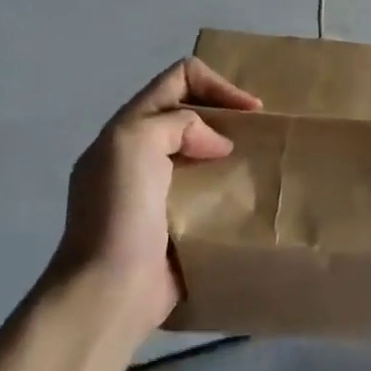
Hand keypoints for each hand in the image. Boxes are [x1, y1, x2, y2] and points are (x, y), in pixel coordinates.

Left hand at [51, 58, 260, 332]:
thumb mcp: (135, 142)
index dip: (217, 85)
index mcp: (128, 129)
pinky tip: (250, 198)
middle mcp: (142, 153)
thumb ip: (177, 123)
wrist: (109, 291)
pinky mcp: (177, 224)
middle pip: (192, 114)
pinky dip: (231, 187)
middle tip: (261, 134)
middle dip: (228, 116)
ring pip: (204, 152)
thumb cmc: (120, 212)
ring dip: (233, 153)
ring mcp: (158, 191)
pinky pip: (210, 192)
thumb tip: (217, 144)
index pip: (177, 80)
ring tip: (261, 164)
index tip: (249, 111)